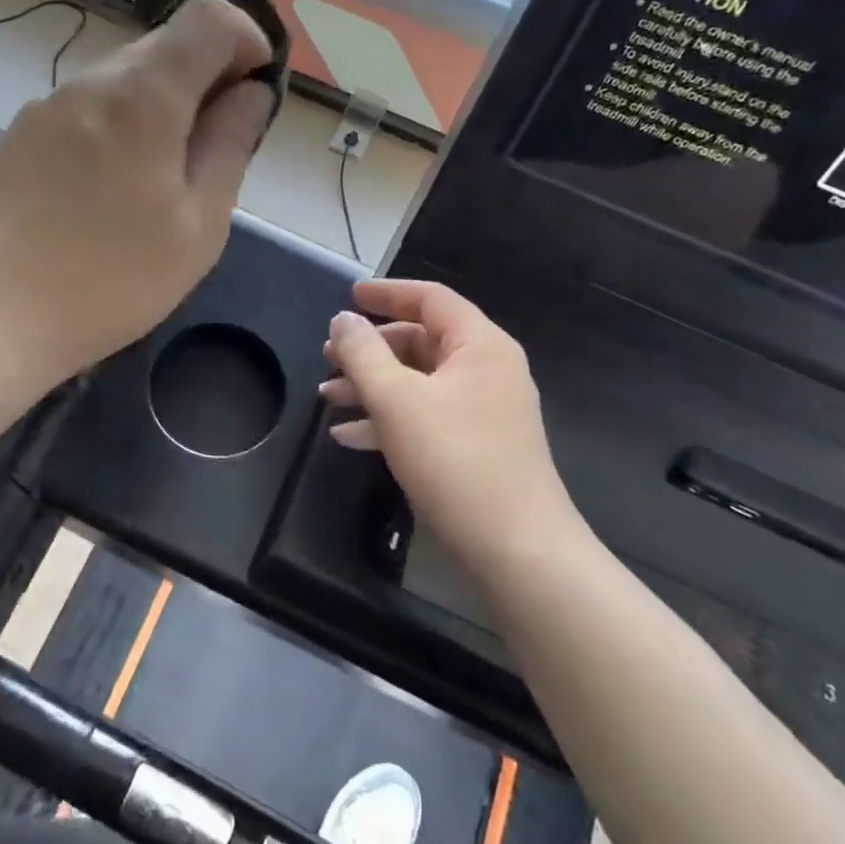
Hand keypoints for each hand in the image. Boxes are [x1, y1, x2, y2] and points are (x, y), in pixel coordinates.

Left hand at [0, 0, 277, 383]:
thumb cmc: (114, 278)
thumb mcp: (199, 223)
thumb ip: (230, 144)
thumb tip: (251, 92)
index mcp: (144, 95)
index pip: (209, 19)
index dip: (247, 41)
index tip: (253, 92)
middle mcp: (91, 81)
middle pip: (164, 47)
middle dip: (203, 80)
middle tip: (212, 150)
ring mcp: (46, 106)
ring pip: (121, 80)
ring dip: (157, 107)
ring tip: (156, 181)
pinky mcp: (18, 135)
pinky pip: (83, 110)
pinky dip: (114, 126)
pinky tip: (104, 191)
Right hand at [321, 280, 587, 576]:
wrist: (517, 550)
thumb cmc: (455, 461)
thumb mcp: (396, 400)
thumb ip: (363, 353)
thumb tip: (343, 319)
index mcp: (479, 345)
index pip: (430, 299)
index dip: (386, 293)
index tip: (348, 296)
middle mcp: (487, 370)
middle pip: (421, 340)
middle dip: (370, 348)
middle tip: (327, 358)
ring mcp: (484, 411)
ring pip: (419, 381)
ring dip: (372, 386)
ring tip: (327, 398)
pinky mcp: (476, 446)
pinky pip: (426, 417)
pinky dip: (389, 419)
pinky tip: (349, 436)